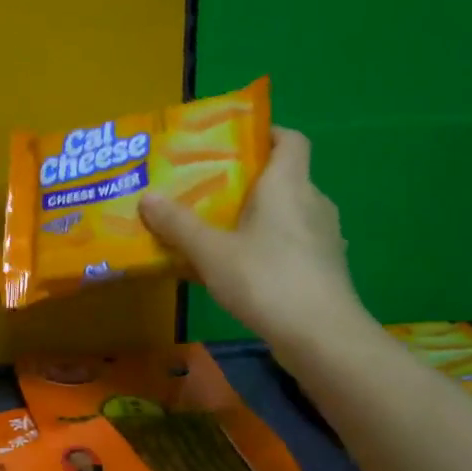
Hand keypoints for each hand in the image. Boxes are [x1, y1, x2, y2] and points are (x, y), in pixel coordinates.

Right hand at [139, 127, 372, 352]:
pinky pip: (290, 243)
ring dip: (256, 217)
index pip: (290, 139)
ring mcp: (324, 237)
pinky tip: (239, 269)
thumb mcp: (210, 252)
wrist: (321, 337)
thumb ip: (178, 224)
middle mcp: (313, 202)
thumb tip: (147, 197)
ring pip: (286, 213)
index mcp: (288, 184)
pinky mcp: (324, 268)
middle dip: (247, 181)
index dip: (266, 132)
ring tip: (217, 230)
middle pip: (283, 177)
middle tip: (207, 190)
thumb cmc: (266, 280)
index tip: (233, 141)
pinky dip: (266, 246)